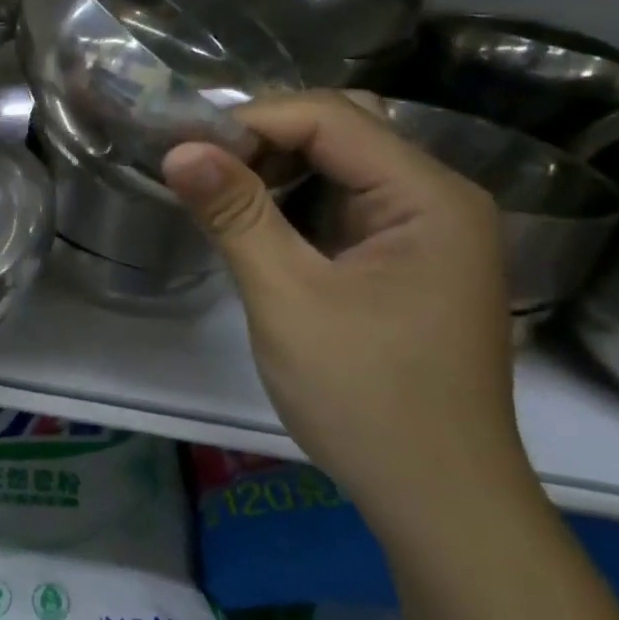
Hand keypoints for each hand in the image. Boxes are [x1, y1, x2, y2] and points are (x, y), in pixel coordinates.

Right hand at [162, 93, 525, 540]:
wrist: (439, 501)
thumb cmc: (366, 397)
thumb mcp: (288, 299)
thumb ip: (235, 214)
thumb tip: (178, 148)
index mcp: (428, 195)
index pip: (330, 118)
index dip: (252, 121)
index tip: (185, 149)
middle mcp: (439, 198)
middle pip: (342, 131)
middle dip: (264, 141)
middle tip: (198, 169)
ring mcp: (428, 232)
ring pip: (342, 167)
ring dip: (277, 171)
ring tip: (216, 194)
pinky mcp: (408, 262)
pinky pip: (346, 207)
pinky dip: (296, 205)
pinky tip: (256, 225)